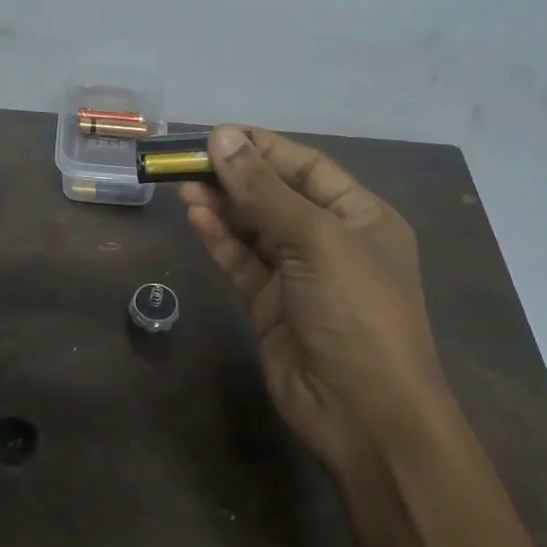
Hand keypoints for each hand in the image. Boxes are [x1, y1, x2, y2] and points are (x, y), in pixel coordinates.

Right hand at [182, 126, 454, 470]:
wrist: (364, 412)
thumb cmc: (356, 311)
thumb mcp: (316, 240)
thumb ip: (264, 191)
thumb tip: (222, 138)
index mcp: (361, 216)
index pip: (306, 167)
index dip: (262, 148)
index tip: (216, 134)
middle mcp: (331, 241)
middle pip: (275, 196)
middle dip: (234, 176)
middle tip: (185, 159)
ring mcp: (298, 276)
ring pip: (253, 229)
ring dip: (221, 206)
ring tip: (182, 185)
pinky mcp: (270, 306)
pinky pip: (241, 263)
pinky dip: (219, 241)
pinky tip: (195, 218)